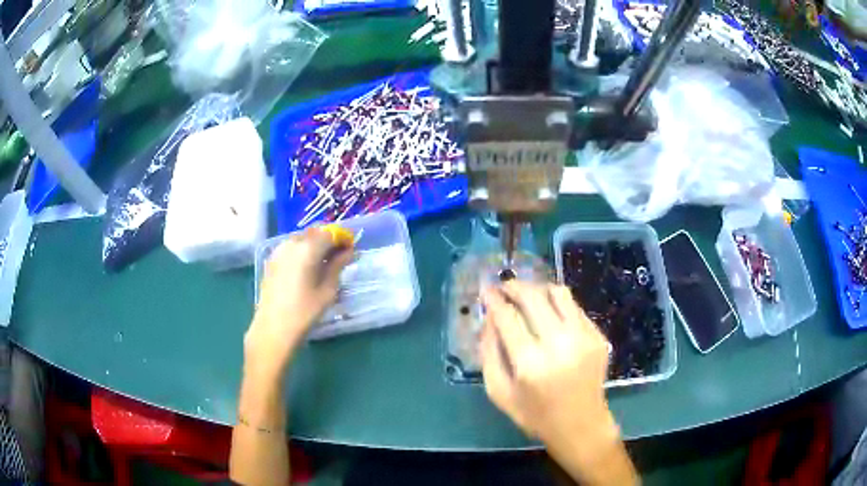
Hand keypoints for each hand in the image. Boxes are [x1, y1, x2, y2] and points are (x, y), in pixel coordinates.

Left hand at [246, 228, 353, 376]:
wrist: (273, 328)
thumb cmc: (304, 312)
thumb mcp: (328, 290)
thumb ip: (338, 266)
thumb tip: (348, 252)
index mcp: (308, 248)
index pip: (330, 233)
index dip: (343, 238)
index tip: (351, 248)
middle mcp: (292, 243)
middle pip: (315, 232)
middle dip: (329, 239)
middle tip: (340, 256)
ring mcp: (279, 250)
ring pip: (302, 238)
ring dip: (315, 244)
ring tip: (324, 262)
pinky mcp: (272, 260)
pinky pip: (291, 247)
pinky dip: (302, 250)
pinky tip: (307, 267)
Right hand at [480, 281, 630, 483]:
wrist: (581, 424)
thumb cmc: (535, 414)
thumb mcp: (499, 392)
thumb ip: (489, 354)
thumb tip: (489, 318)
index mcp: (530, 364)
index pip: (507, 317)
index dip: (494, 298)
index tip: (486, 290)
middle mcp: (559, 344)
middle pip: (533, 297)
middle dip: (514, 286)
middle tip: (504, 286)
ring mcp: (583, 337)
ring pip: (558, 293)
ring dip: (538, 288)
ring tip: (527, 294)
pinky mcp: (598, 336)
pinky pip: (574, 307)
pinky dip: (557, 304)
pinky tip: (549, 314)